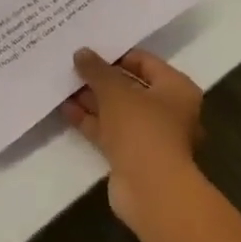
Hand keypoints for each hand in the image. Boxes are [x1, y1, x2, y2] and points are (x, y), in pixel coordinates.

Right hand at [62, 48, 203, 226]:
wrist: (150, 190)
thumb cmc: (142, 129)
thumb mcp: (115, 91)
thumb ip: (97, 70)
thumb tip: (81, 52)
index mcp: (176, 89)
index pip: (146, 62)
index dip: (118, 55)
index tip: (90, 51)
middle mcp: (168, 111)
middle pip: (131, 87)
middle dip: (102, 79)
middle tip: (73, 67)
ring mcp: (150, 136)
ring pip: (118, 111)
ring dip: (93, 100)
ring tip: (63, 85)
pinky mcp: (132, 157)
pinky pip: (110, 132)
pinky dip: (91, 121)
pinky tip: (66, 109)